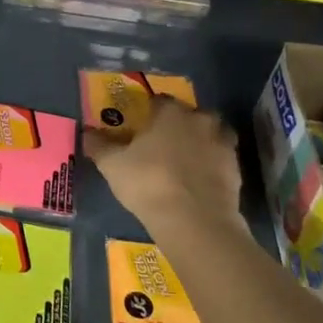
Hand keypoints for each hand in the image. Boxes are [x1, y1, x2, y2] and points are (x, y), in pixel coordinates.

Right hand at [83, 97, 245, 240]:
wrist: (194, 220)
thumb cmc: (148, 182)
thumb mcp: (113, 165)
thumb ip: (100, 146)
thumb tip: (87, 133)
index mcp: (170, 113)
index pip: (159, 101)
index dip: (149, 112)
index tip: (141, 126)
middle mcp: (200, 121)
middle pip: (191, 114)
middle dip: (180, 124)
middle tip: (164, 143)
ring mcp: (223, 144)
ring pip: (212, 134)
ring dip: (202, 141)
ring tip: (186, 160)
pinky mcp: (236, 170)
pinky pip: (222, 160)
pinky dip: (212, 165)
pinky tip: (199, 180)